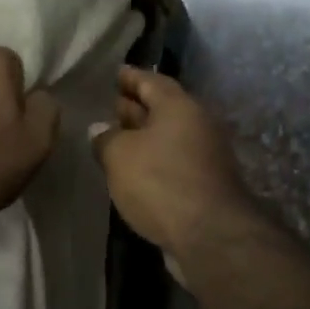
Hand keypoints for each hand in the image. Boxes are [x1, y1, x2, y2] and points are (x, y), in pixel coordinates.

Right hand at [90, 68, 254, 274]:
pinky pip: (174, 160)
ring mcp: (206, 155)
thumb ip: (106, 138)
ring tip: (117, 139)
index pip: (151, 80)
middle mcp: (198, 124)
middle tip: (111, 105)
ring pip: (169, 136)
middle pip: (163, 107)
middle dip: (137, 106)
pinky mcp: (206, 183)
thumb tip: (100, 129)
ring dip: (144, 136)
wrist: (210, 235)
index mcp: (179, 106)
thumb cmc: (160, 182)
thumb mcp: (120, 156)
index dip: (130, 76)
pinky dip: (154, 159)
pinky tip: (135, 170)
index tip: (115, 73)